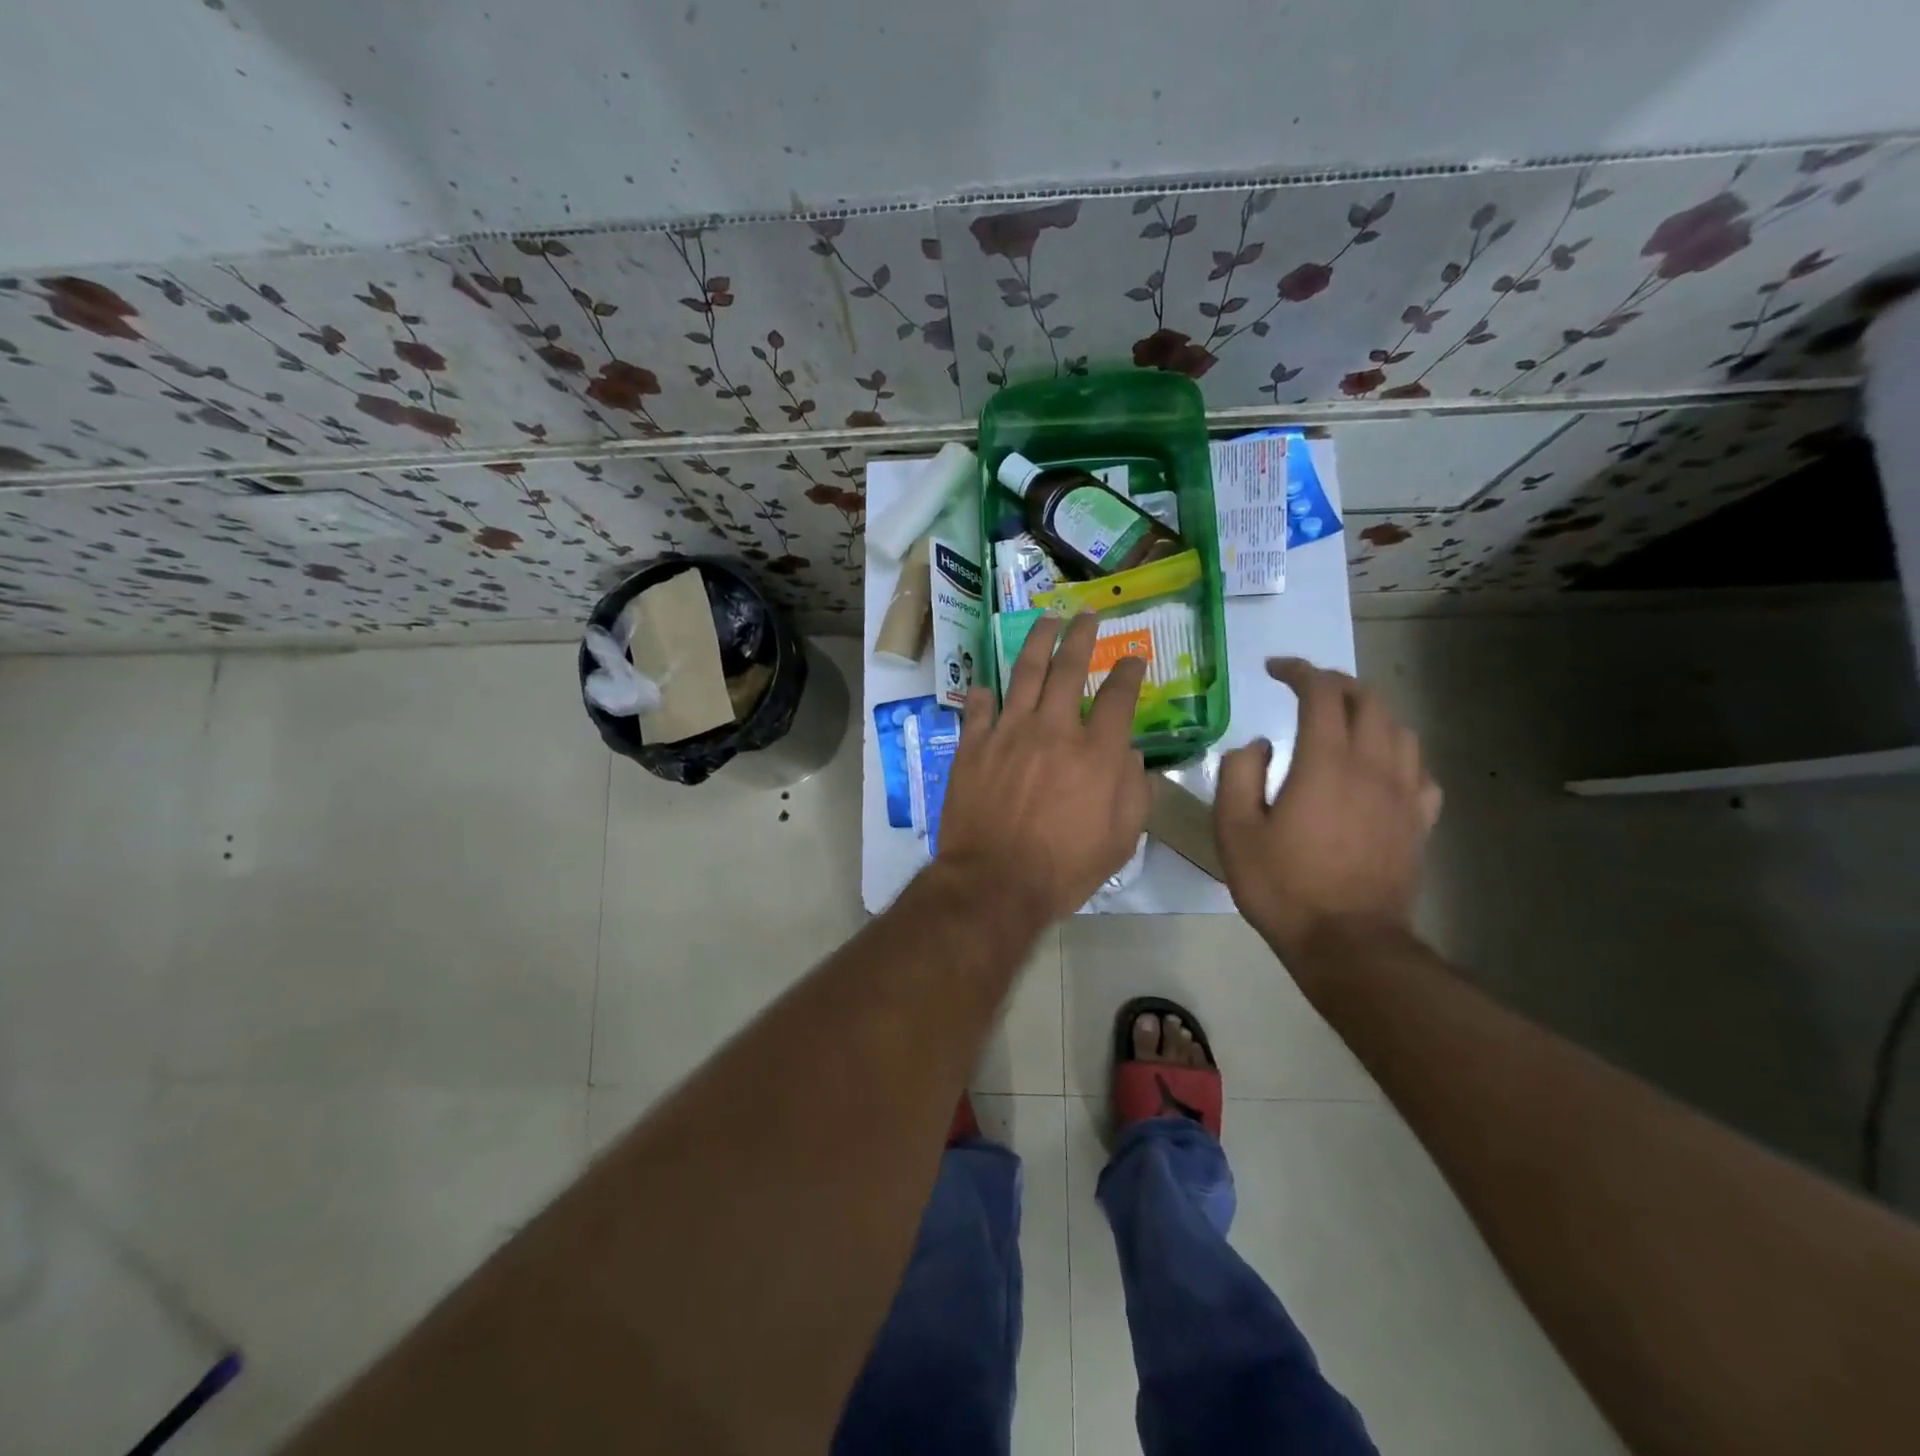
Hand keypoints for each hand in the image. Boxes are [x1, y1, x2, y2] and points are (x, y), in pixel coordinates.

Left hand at [936, 613, 1150, 922]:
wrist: (995, 882)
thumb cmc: (1065, 867)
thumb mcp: (1121, 839)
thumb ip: (1134, 791)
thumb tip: (1132, 756)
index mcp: (1096, 752)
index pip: (1120, 696)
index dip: (1129, 671)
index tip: (1133, 657)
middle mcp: (1054, 729)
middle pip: (1070, 668)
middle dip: (1082, 636)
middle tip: (1087, 615)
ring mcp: (1009, 732)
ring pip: (1025, 673)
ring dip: (1038, 642)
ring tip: (1046, 621)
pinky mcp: (974, 745)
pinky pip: (979, 708)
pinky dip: (985, 694)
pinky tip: (988, 686)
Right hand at [1214, 657, 1441, 962]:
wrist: (1348, 943)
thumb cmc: (1283, 886)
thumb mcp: (1234, 830)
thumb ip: (1239, 774)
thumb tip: (1259, 744)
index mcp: (1326, 762)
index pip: (1321, 693)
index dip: (1298, 671)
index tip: (1275, 668)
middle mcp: (1373, 766)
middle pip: (1368, 700)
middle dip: (1335, 683)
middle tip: (1305, 687)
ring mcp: (1404, 794)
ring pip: (1400, 729)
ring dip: (1370, 711)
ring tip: (1343, 719)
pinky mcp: (1420, 821)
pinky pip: (1419, 769)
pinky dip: (1396, 753)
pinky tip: (1379, 768)